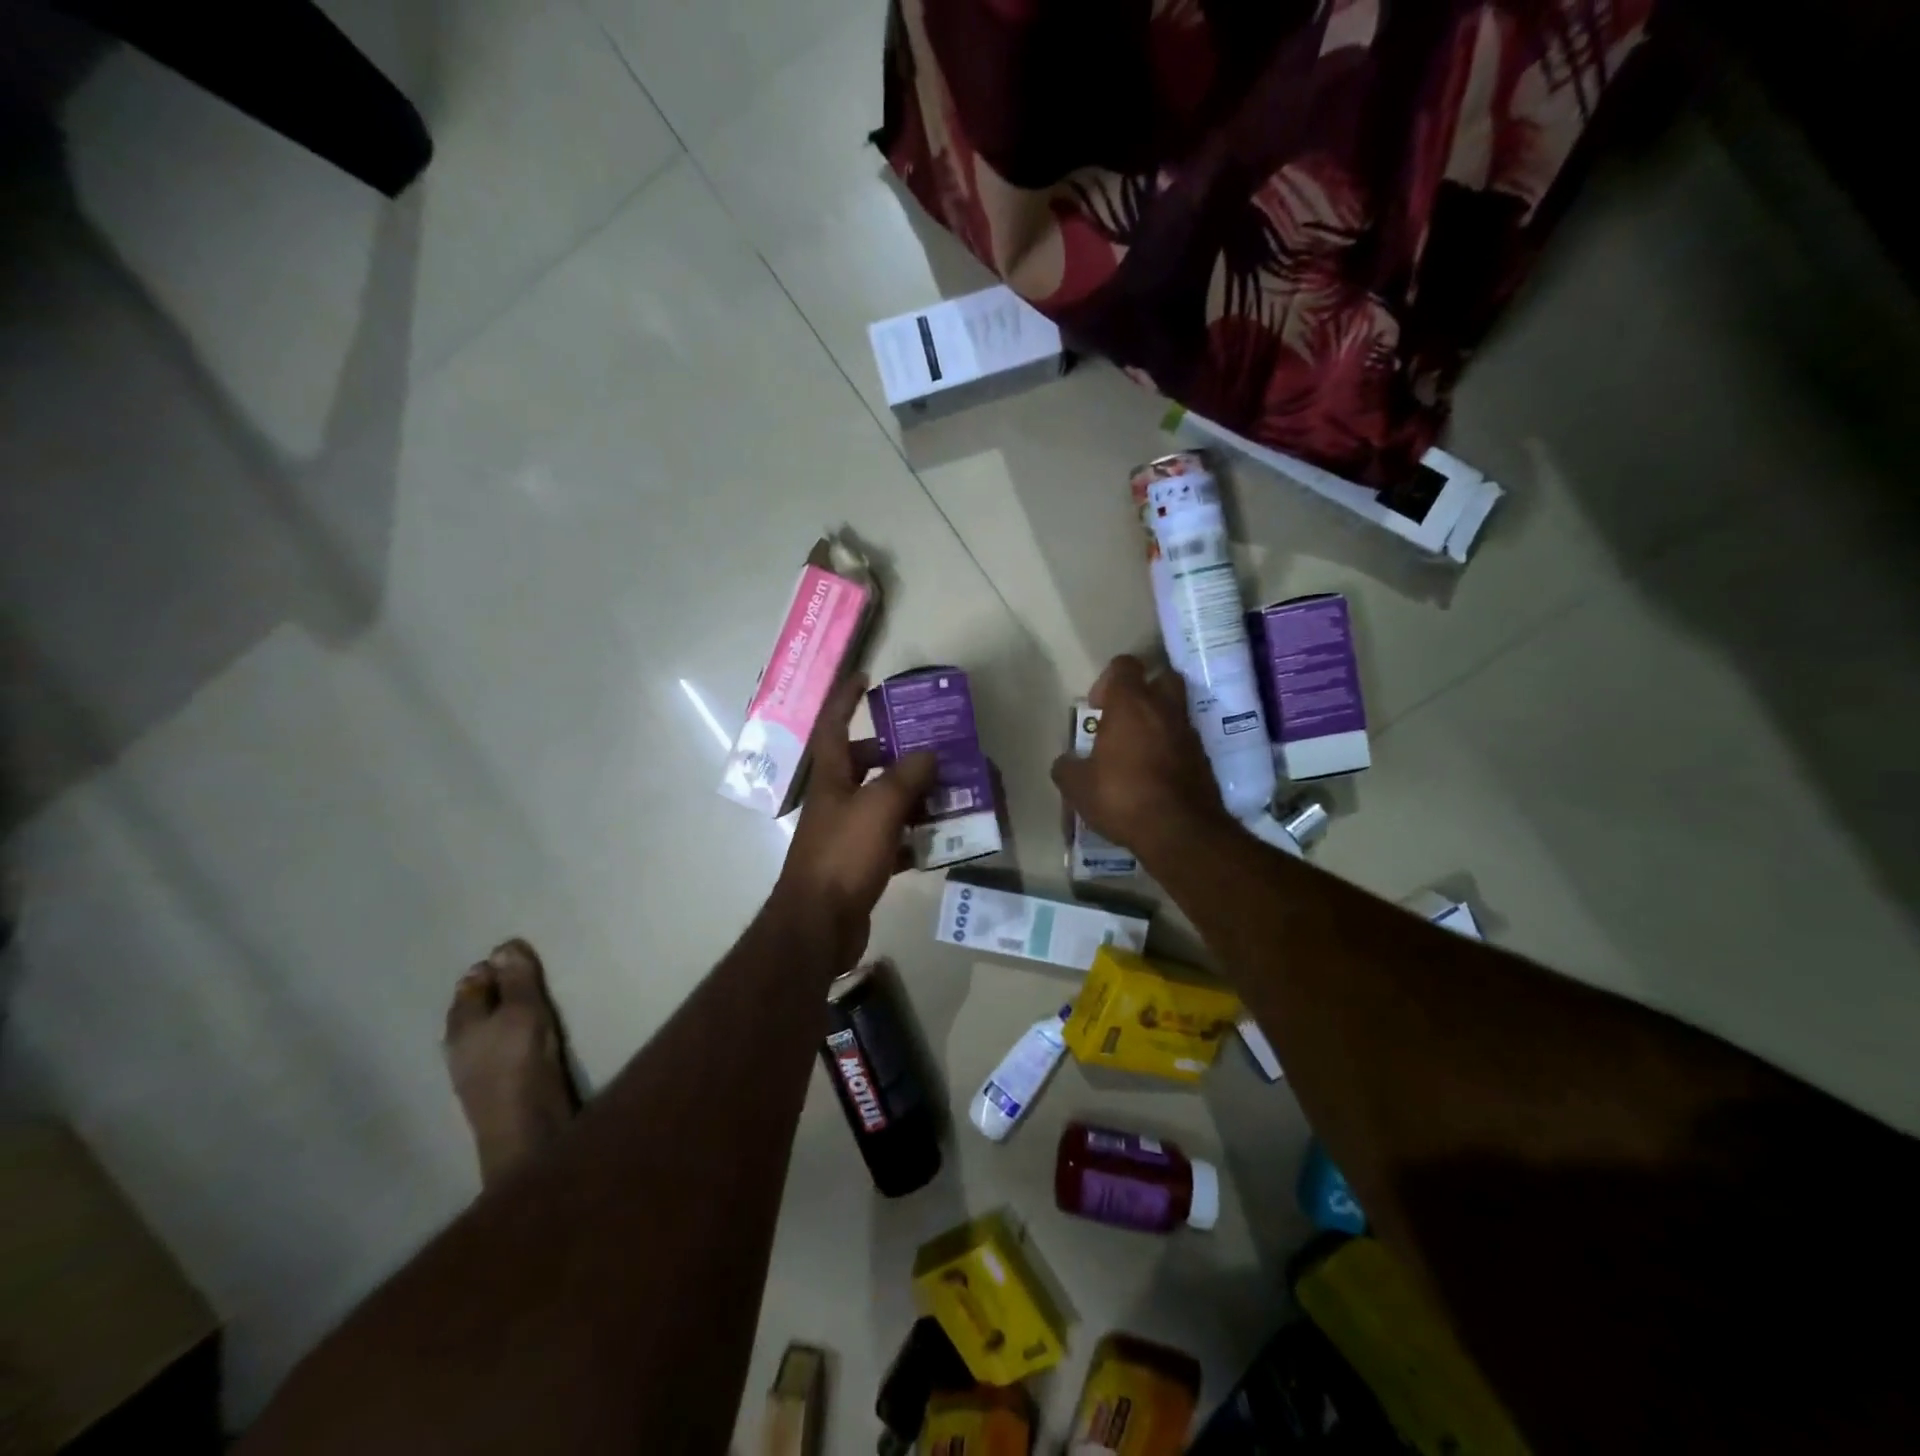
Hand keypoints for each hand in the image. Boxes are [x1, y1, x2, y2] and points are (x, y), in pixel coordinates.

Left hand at [774, 673, 936, 966]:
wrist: (819, 924)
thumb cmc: (844, 855)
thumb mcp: (880, 807)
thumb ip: (906, 776)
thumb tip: (928, 753)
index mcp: (831, 778)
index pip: (834, 726)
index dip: (846, 698)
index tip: (865, 676)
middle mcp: (835, 801)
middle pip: (863, 765)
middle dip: (893, 753)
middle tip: (930, 748)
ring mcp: (846, 835)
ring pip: (881, 803)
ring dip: (911, 796)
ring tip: (948, 791)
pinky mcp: (859, 865)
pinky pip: (891, 841)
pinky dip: (913, 838)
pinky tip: (940, 840)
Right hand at [1051, 655, 1234, 868]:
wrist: (1180, 831)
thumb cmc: (1122, 796)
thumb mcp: (1077, 786)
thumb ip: (1067, 767)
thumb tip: (1065, 762)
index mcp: (1131, 704)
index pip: (1125, 665)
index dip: (1109, 680)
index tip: (1098, 707)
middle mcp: (1165, 709)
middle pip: (1161, 677)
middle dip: (1144, 690)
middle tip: (1124, 717)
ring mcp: (1189, 733)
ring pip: (1175, 710)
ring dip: (1158, 721)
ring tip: (1137, 749)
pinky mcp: (1204, 759)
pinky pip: (1184, 741)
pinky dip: (1171, 748)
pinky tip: (1154, 773)